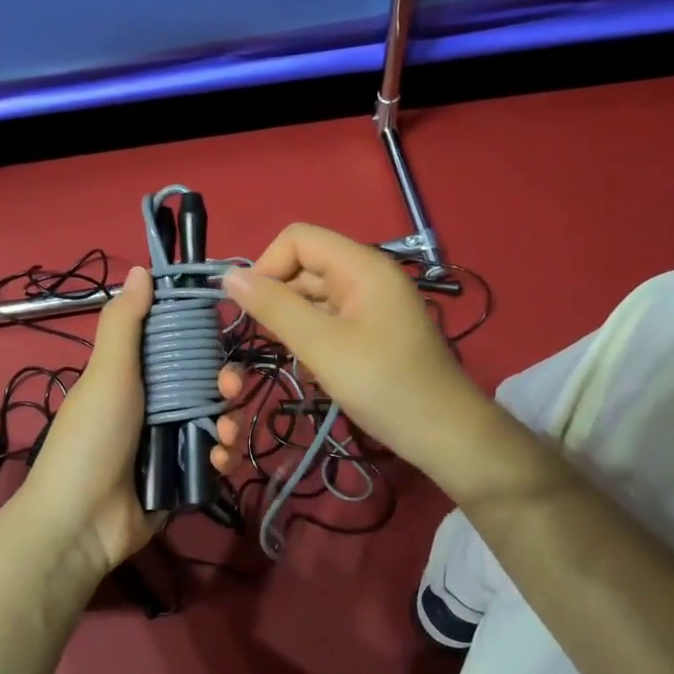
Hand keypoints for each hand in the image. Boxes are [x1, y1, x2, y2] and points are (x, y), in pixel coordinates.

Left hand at [7, 267, 245, 586]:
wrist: (80, 523)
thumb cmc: (91, 439)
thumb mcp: (106, 374)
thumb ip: (124, 323)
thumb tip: (142, 269)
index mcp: (134, 377)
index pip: (179, 348)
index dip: (203, 340)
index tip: (223, 334)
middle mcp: (155, 406)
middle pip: (207, 384)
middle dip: (227, 384)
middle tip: (230, 390)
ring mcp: (170, 444)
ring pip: (218, 421)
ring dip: (230, 423)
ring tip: (223, 436)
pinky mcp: (184, 478)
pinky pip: (216, 458)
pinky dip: (223, 457)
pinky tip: (217, 461)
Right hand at [223, 225, 524, 505]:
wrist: (444, 433)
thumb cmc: (383, 384)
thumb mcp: (322, 346)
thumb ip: (274, 308)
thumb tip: (230, 277)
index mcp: (361, 266)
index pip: (298, 239)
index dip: (267, 266)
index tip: (252, 311)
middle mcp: (367, 276)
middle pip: (305, 268)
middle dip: (280, 300)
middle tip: (270, 344)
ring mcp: (372, 305)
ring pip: (315, 298)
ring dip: (295, 326)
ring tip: (298, 362)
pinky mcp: (373, 332)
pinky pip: (330, 322)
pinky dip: (315, 341)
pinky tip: (317, 372)